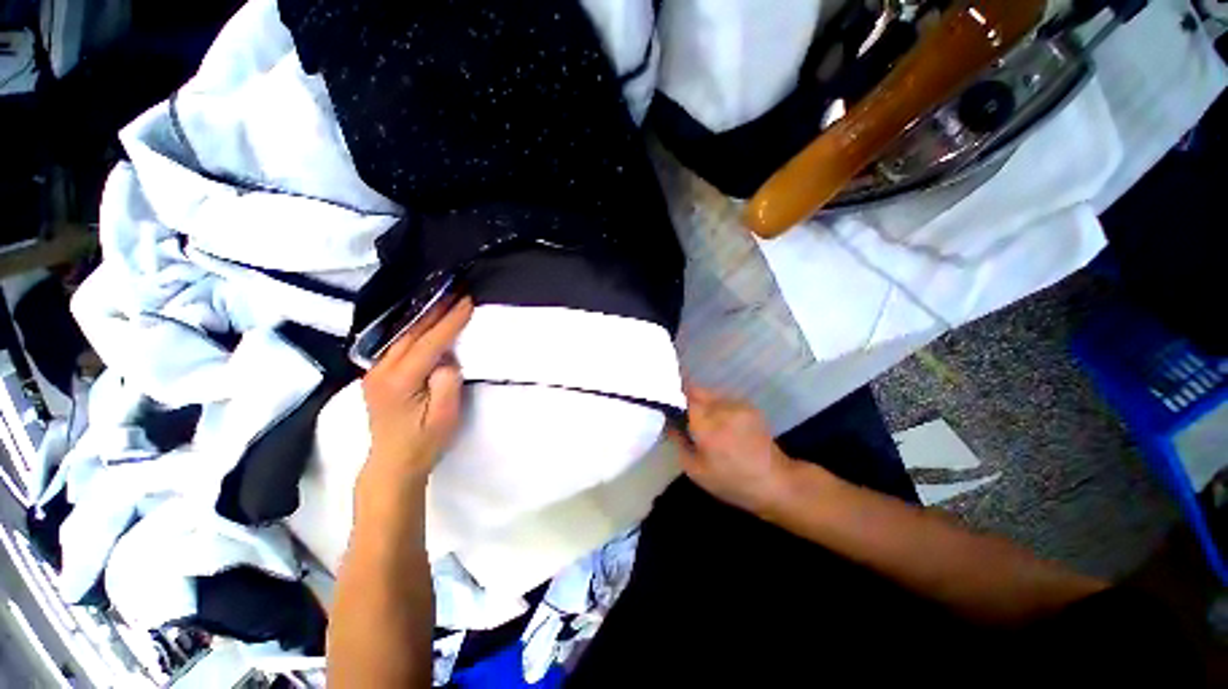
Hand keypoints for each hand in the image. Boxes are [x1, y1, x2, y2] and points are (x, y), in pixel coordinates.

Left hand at [358, 296, 473, 502]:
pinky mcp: (376, 374)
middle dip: (436, 311)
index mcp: (399, 380)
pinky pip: (396, 342)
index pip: (429, 342)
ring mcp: (374, 371)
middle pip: (411, 332)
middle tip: (456, 292)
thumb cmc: (424, 441)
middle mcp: (381, 370)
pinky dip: (413, 328)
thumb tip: (446, 357)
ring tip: (443, 300)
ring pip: (401, 334)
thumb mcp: (445, 415)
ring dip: (423, 316)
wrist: (393, 463)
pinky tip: (423, 320)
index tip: (467, 301)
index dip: (450, 321)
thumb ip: (447, 381)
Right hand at [670, 386, 797, 516]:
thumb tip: (668, 422)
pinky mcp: (749, 406)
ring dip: (702, 403)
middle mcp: (722, 408)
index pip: (682, 397)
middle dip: (686, 399)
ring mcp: (738, 404)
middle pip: (696, 390)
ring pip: (710, 394)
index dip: (672, 397)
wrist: (775, 482)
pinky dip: (717, 407)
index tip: (664, 404)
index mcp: (707, 425)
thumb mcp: (695, 470)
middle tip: (681, 415)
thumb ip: (678, 441)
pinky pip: (724, 400)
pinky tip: (721, 424)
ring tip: (703, 422)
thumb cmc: (731, 481)